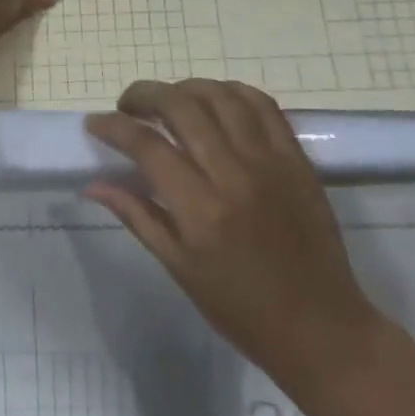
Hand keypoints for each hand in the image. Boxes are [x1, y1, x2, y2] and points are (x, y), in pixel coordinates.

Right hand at [84, 79, 384, 394]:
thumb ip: (137, 216)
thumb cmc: (240, 308)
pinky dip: (231, 92)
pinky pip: (263, 105)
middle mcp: (233, 174)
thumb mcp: (179, 268)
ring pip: (220, 96)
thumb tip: (94, 184)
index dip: (114, 126)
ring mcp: (269, 161)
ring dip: (185, 88)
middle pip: (181, 106)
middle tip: (128, 105)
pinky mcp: (296, 158)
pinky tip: (214, 100)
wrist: (320, 326)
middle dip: (144, 94)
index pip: (147, 146)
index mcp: (200, 209)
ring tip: (168, 101)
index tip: (96, 123)